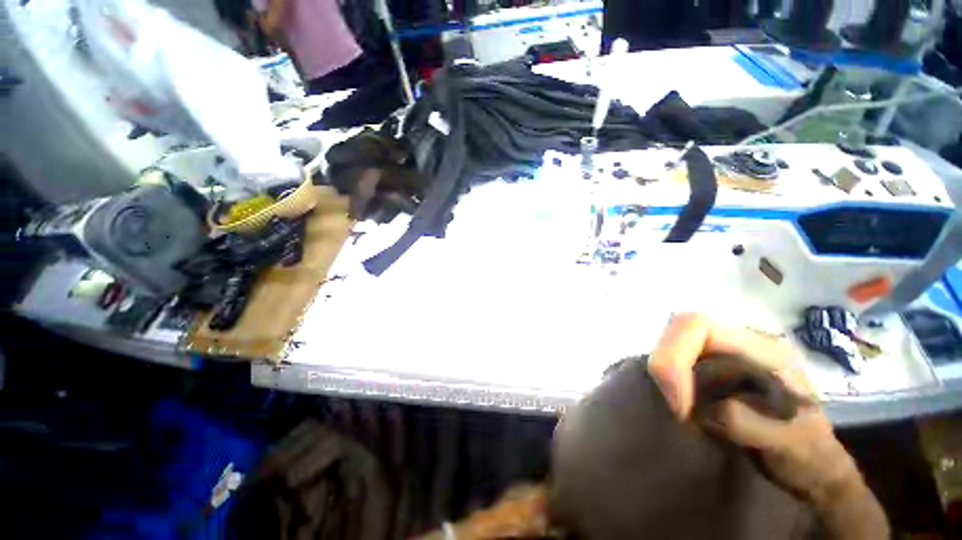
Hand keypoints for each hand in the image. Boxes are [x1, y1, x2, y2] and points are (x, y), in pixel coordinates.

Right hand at [648, 314, 887, 538]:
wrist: (818, 468)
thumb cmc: (806, 455)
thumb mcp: (781, 443)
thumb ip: (744, 423)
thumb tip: (697, 411)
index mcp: (767, 352)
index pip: (705, 326)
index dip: (677, 357)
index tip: (678, 409)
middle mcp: (750, 348)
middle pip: (690, 329)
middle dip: (669, 364)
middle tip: (675, 414)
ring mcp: (740, 366)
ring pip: (689, 348)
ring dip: (672, 377)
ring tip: (679, 419)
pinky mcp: (732, 386)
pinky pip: (694, 373)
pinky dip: (679, 389)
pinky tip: (685, 417)